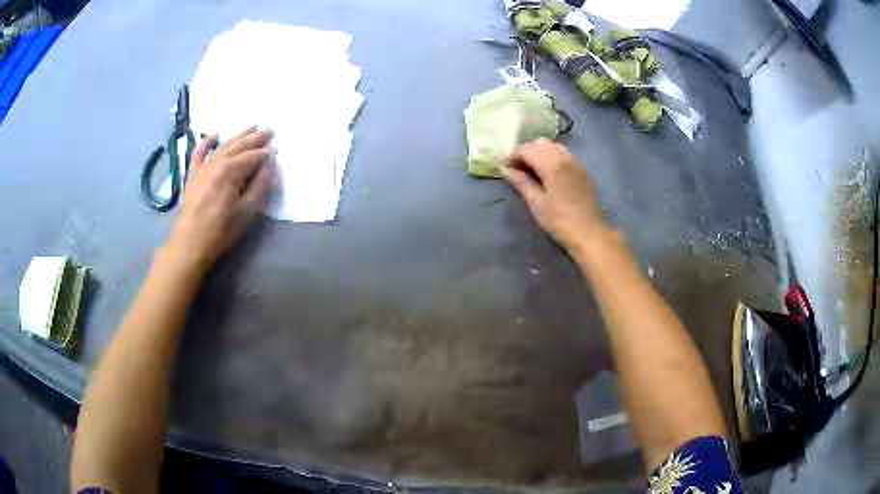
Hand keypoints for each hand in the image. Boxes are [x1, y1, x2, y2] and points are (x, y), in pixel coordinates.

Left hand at [165, 126, 275, 272]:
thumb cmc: (221, 229)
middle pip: (240, 146)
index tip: (277, 151)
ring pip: (224, 145)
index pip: (254, 156)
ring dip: (239, 136)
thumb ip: (260, 185)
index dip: (267, 153)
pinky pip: (199, 152)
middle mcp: (218, 162)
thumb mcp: (246, 210)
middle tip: (269, 130)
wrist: (191, 241)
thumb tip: (270, 164)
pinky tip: (214, 136)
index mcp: (232, 170)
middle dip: (256, 138)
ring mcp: (204, 166)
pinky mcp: (194, 174)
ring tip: (252, 128)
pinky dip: (206, 142)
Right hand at [501, 138, 607, 255]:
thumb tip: (505, 169)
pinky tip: (547, 174)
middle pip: (541, 143)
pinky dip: (551, 157)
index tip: (503, 167)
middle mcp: (564, 157)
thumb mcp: (536, 203)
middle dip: (526, 151)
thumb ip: (521, 182)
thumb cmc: (559, 221)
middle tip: (516, 168)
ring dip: (539, 153)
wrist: (589, 234)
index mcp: (552, 164)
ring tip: (531, 171)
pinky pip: (563, 154)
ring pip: (553, 146)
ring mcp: (575, 163)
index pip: (527, 149)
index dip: (512, 155)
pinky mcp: (582, 171)